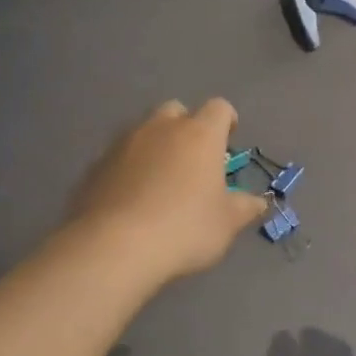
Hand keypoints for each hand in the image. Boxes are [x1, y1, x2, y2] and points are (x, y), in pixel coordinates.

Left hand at [66, 100, 268, 287]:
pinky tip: (131, 198)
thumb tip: (259, 201)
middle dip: (186, 127)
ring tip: (159, 180)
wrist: (114, 247)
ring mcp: (123, 144)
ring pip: (144, 131)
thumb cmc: (184, 229)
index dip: (226, 120)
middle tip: (192, 159)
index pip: (219, 108)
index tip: (229, 140)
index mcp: (200, 134)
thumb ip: (245, 207)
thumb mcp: (226, 223)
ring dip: (155, 146)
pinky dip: (129, 168)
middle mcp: (161, 128)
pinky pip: (119, 157)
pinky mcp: (95, 165)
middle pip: (177, 110)